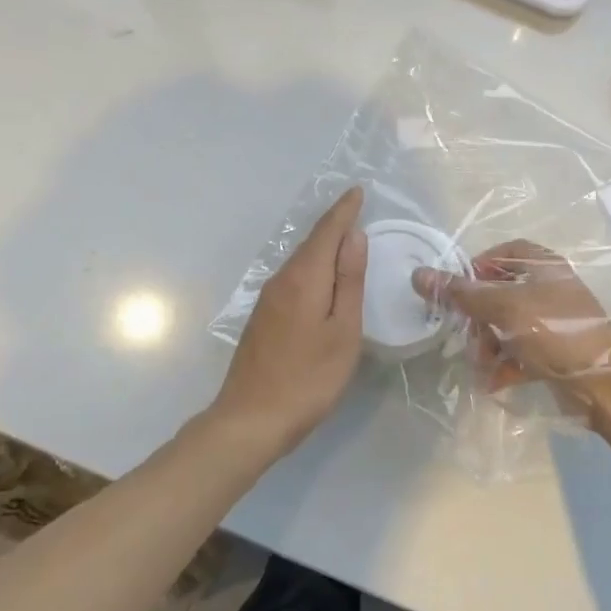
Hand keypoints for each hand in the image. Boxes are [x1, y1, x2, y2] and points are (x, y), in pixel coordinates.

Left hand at [208, 186, 367, 459]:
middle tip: (356, 208)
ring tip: (346, 238)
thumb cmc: (309, 378)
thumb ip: (349, 281)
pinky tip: (322, 277)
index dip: (344, 210)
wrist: (251, 419)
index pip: (327, 232)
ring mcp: (268, 299)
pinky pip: (293, 278)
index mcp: (304, 278)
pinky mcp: (263, 317)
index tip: (359, 190)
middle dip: (334, 224)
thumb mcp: (343, 331)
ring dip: (323, 246)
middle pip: (311, 243)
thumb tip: (354, 236)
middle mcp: (282, 280)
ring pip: (301, 261)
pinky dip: (313, 267)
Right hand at [413, 239, 610, 426]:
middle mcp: (548, 289)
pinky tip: (493, 382)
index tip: (458, 290)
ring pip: (506, 326)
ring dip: (488, 345)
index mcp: (543, 266)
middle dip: (479, 317)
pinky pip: (518, 352)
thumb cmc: (555, 331)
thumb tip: (418, 274)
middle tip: (467, 335)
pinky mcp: (553, 353)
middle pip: (499, 293)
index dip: (478, 267)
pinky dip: (504, 365)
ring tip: (481, 364)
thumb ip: (461, 293)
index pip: (503, 253)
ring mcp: (551, 322)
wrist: (606, 384)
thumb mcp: (503, 308)